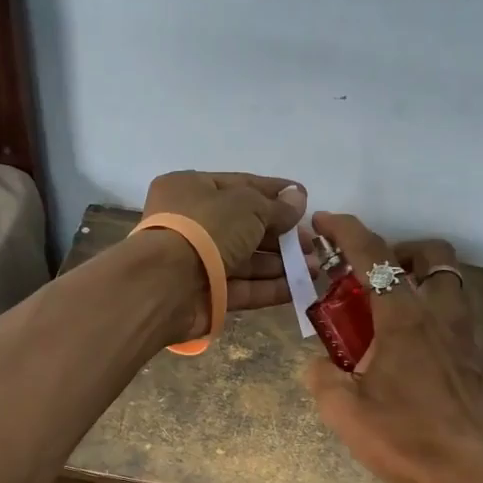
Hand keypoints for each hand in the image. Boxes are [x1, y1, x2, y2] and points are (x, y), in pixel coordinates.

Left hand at [139, 171, 307, 336]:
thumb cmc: (205, 228)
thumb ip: (275, 206)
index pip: (240, 186)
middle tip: (314, 244)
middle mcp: (191, 223)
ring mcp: (197, 262)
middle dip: (282, 235)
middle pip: (245, 226)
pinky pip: (243, 288)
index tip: (304, 200)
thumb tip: (298, 199)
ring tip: (316, 267)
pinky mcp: (206, 295)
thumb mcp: (246, 206)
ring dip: (281, 264)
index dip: (274, 192)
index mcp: (191, 190)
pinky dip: (270, 287)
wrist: (166, 284)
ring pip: (246, 260)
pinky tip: (299, 288)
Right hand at [302, 212, 482, 482]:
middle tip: (371, 280)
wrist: (476, 476)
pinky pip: (461, 315)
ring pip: (450, 281)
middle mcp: (442, 312)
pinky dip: (437, 314)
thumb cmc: (407, 439)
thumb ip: (322, 376)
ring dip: (420, 280)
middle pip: (428, 254)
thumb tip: (321, 363)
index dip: (344, 230)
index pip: (372, 254)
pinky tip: (420, 351)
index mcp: (403, 317)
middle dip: (396, 252)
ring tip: (394, 315)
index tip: (323, 223)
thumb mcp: (344, 412)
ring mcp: (470, 332)